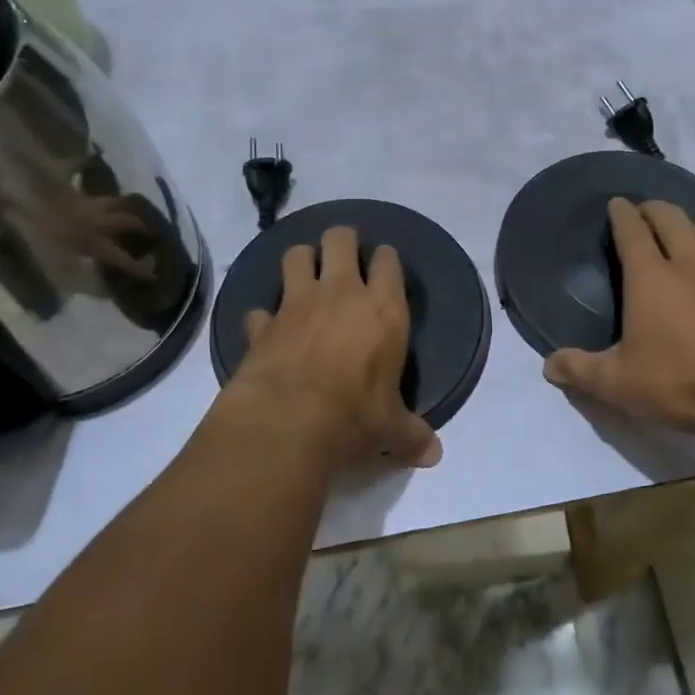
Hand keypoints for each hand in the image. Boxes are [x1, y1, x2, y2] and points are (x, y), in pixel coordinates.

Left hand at [225, 226, 441, 469]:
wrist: (288, 421)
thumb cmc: (354, 417)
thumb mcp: (391, 429)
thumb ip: (413, 435)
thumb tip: (435, 456)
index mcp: (383, 309)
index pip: (388, 261)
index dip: (386, 259)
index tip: (384, 266)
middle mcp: (341, 293)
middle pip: (339, 239)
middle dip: (340, 242)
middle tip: (341, 259)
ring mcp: (297, 304)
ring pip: (295, 255)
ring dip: (300, 262)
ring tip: (303, 278)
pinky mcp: (263, 324)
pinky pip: (259, 309)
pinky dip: (263, 318)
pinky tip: (267, 331)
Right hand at [543, 197, 694, 448]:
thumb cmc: (677, 384)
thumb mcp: (616, 383)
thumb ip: (579, 369)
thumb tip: (548, 366)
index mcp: (650, 278)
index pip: (632, 230)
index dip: (621, 214)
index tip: (616, 204)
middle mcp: (689, 265)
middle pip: (671, 218)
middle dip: (654, 210)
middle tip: (644, 214)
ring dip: (689, 226)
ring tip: (682, 236)